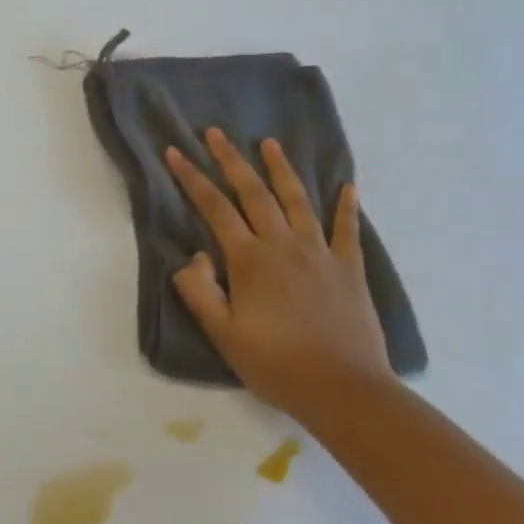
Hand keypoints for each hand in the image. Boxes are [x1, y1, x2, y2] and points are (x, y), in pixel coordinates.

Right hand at [164, 131, 391, 415]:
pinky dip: (346, 206)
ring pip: (297, 200)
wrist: (344, 390)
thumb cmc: (275, 363)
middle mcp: (283, 244)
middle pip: (253, 192)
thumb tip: (194, 256)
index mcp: (249, 259)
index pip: (213, 207)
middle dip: (231, 160)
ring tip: (269, 143)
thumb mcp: (222, 333)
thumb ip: (199, 290)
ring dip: (281, 169)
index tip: (175, 152)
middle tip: (216, 133)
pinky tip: (348, 186)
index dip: (191, 178)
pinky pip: (347, 230)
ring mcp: (320, 253)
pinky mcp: (349, 269)